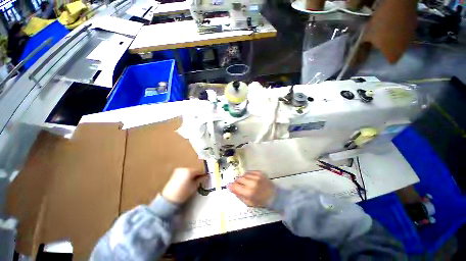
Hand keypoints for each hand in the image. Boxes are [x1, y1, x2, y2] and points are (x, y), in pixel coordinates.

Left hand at [162, 168, 206, 203]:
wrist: (169, 199)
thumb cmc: (184, 193)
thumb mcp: (194, 186)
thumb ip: (200, 179)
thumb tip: (206, 176)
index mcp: (189, 171)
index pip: (199, 170)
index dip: (203, 174)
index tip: (206, 177)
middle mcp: (184, 168)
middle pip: (194, 169)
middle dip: (197, 173)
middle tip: (200, 179)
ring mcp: (179, 170)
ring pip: (189, 170)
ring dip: (192, 174)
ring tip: (193, 180)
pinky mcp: (175, 173)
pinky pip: (184, 172)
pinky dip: (187, 175)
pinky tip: (187, 180)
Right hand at [228, 171, 274, 206]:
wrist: (275, 196)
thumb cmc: (261, 202)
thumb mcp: (249, 203)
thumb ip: (239, 195)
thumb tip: (231, 188)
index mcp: (249, 192)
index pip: (235, 186)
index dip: (231, 186)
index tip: (229, 186)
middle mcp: (252, 183)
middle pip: (239, 179)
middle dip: (237, 182)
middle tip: (239, 185)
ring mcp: (256, 176)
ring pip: (244, 174)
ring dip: (243, 178)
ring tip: (246, 182)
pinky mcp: (259, 172)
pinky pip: (249, 172)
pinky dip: (248, 175)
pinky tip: (251, 179)